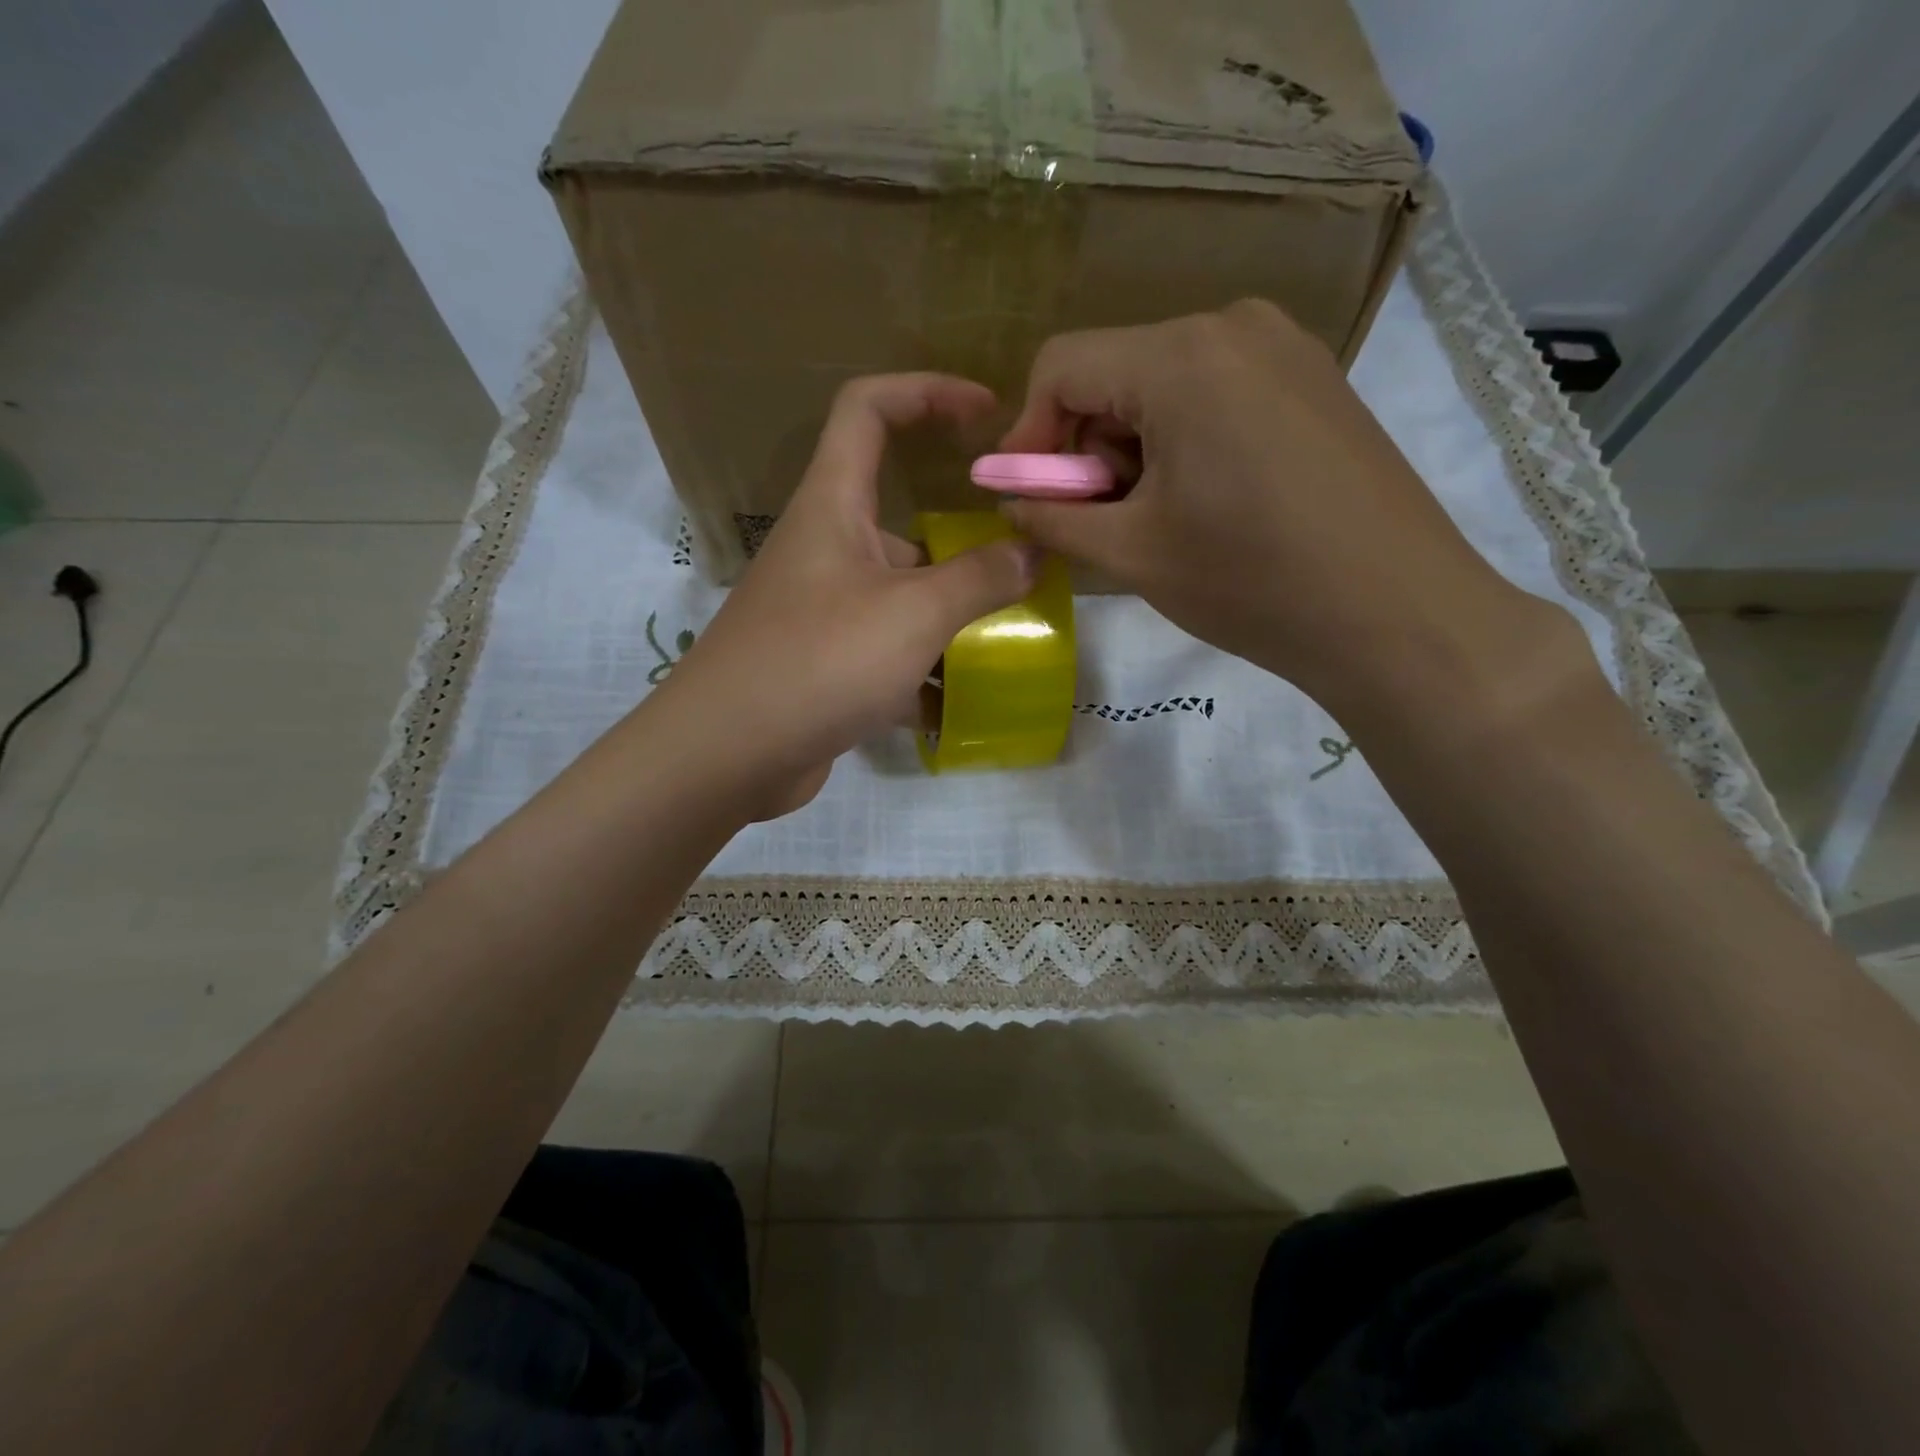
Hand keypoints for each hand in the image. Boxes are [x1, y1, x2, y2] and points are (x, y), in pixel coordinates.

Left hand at [656, 374, 1039, 815]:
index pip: (869, 409)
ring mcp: (825, 611)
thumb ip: (979, 578)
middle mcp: (826, 549)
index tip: (987, 413)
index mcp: (833, 506)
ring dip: (952, 617)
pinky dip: (926, 673)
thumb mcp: (913, 614)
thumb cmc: (820, 661)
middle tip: (1023, 568)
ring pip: (902, 596)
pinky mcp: (827, 665)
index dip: (927, 392)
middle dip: (964, 544)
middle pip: (902, 521)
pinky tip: (968, 705)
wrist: (728, 754)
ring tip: (1012, 643)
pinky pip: (890, 654)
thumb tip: (1030, 551)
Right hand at [997, 299, 1574, 726]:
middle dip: (1088, 448)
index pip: (1061, 366)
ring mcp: (1284, 347)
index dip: (1028, 435)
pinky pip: (1217, 393)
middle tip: (1101, 521)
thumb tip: (1008, 497)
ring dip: (1135, 449)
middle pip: (1115, 372)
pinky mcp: (1314, 380)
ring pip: (1164, 385)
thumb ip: (1051, 516)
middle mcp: (1233, 326)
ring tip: (1158, 520)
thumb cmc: (1251, 581)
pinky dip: (1185, 442)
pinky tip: (1208, 502)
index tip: (1030, 498)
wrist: (1396, 613)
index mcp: (1180, 357)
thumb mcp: (1131, 553)